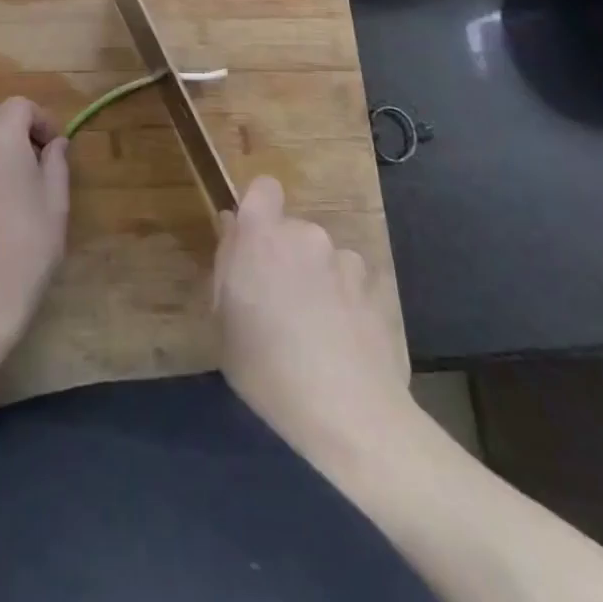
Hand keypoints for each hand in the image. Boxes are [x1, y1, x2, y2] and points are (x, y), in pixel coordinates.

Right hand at [213, 175, 409, 465]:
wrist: (350, 415)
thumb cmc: (267, 369)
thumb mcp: (224, 323)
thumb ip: (227, 265)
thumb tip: (233, 229)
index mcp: (262, 235)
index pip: (263, 188)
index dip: (259, 208)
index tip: (252, 244)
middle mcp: (306, 234)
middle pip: (292, 231)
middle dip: (285, 256)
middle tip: (279, 305)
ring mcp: (346, 260)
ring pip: (324, 258)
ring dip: (318, 279)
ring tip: (317, 332)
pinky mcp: (378, 289)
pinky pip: (352, 284)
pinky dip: (347, 302)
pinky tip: (346, 343)